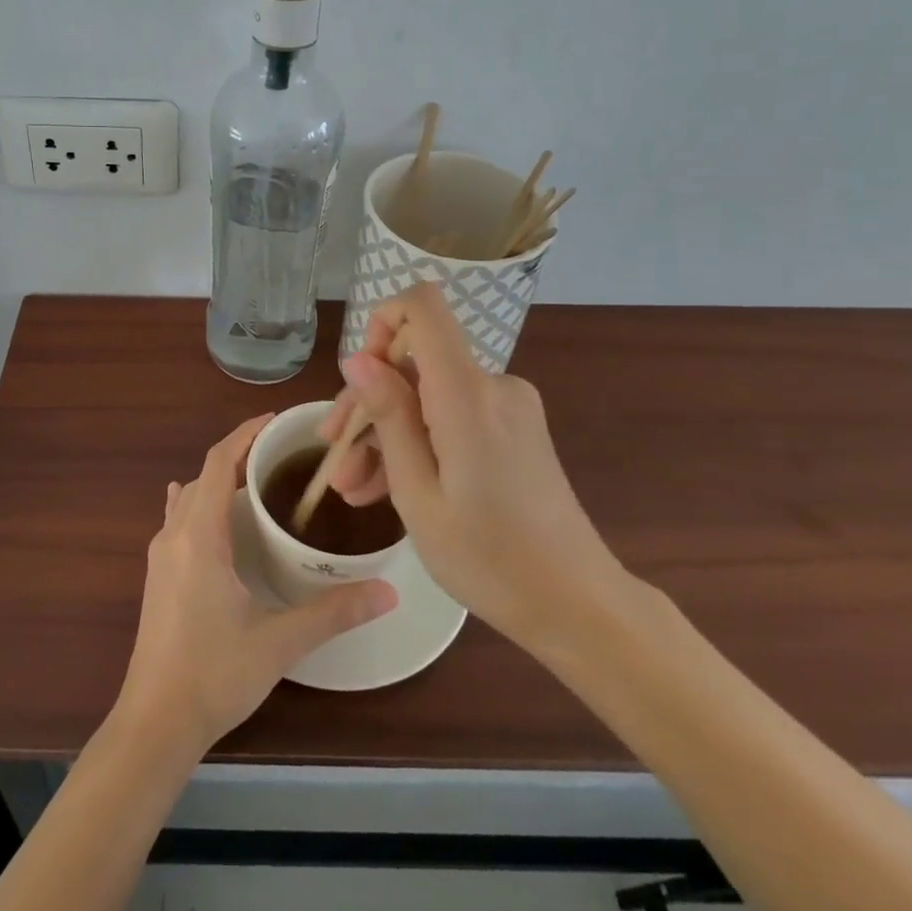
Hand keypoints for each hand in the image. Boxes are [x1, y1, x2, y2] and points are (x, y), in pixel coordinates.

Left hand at [114, 415, 397, 755]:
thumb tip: (388, 590)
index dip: (244, 434)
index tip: (275, 422)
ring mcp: (160, 555)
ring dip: (218, 480)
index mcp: (200, 536)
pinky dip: (197, 503)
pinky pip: (176, 519)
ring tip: (257, 480)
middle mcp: (174, 534)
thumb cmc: (214, 674)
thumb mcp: (279, 641)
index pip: (218, 462)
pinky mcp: (156, 575)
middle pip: (204, 475)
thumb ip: (333, 612)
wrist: (155, 722)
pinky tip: (205, 511)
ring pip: (189, 497)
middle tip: (282, 456)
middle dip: (238, 455)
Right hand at [319, 284, 629, 648]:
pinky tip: (386, 488)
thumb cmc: (489, 559)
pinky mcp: (515, 428)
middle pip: (416, 361)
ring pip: (428, 396)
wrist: (578, 605)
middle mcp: (493, 385)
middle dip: (369, 402)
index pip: (423, 306)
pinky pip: (452, 415)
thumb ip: (389, 417)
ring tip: (353, 489)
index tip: (359, 377)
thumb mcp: (418, 494)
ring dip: (387, 433)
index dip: (382, 321)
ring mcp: (508, 407)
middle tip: (333, 456)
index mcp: (467, 393)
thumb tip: (356, 358)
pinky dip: (419, 443)